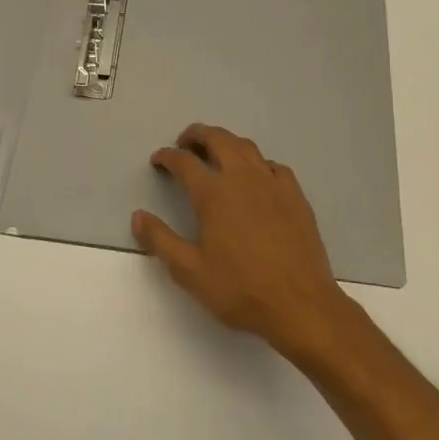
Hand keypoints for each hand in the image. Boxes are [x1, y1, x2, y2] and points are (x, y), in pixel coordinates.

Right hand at [132, 124, 357, 361]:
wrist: (301, 304)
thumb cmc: (240, 289)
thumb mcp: (189, 271)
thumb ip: (160, 240)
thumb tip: (137, 216)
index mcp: (214, 193)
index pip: (184, 162)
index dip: (168, 156)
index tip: (158, 159)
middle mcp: (243, 178)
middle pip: (218, 139)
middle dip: (197, 134)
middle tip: (185, 142)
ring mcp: (273, 184)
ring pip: (247, 147)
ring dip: (227, 142)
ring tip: (216, 151)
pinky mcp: (296, 196)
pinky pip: (273, 166)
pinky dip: (257, 162)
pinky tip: (256, 176)